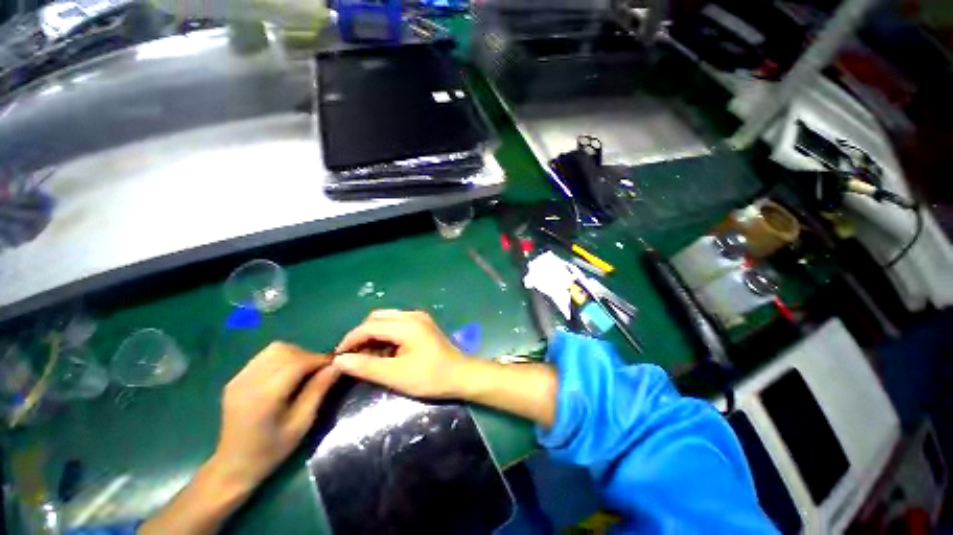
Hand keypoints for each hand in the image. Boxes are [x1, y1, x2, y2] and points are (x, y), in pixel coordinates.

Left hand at [210, 342, 339, 490]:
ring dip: (295, 355)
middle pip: (285, 351)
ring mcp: (239, 378)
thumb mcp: (302, 424)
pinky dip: (281, 359)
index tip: (335, 364)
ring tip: (303, 371)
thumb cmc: (272, 450)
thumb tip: (337, 366)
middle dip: (307, 356)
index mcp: (265, 396)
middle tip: (319, 371)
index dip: (319, 359)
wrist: (233, 465)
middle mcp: (249, 381)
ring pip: (274, 349)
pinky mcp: (236, 379)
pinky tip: (286, 375)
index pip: (297, 363)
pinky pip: (264, 357)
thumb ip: (318, 391)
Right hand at [334, 310, 467, 397]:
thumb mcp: (395, 375)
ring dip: (374, 334)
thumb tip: (340, 360)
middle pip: (377, 318)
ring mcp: (419, 318)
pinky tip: (384, 351)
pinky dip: (386, 335)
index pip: (370, 326)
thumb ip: (366, 366)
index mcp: (407, 325)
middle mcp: (412, 315)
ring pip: (387, 319)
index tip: (338, 356)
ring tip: (366, 356)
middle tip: (353, 356)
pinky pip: (397, 324)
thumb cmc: (430, 377)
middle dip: (361, 335)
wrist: (460, 375)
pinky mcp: (423, 324)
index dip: (351, 340)